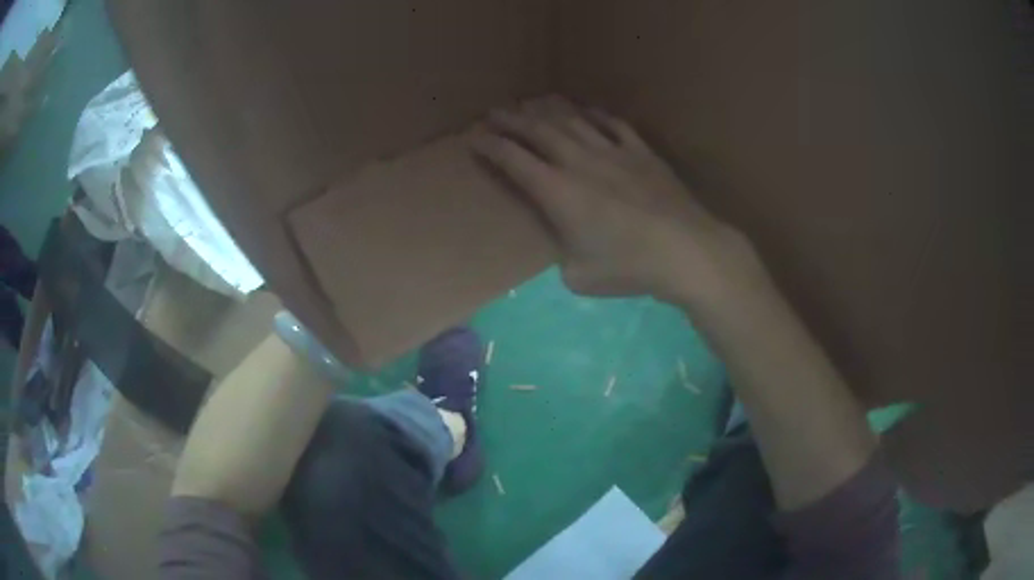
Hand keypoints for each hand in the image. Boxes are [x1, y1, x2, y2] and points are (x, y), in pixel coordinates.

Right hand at [473, 97, 761, 304]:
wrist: (686, 251)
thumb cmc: (630, 267)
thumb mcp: (579, 276)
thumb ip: (561, 256)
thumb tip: (564, 245)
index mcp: (559, 191)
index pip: (513, 159)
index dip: (489, 145)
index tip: (472, 137)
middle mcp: (580, 161)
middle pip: (537, 131)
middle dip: (510, 120)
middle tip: (492, 112)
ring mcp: (613, 152)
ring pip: (572, 121)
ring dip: (546, 111)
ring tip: (530, 104)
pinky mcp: (641, 152)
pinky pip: (613, 124)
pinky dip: (594, 115)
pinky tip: (586, 111)